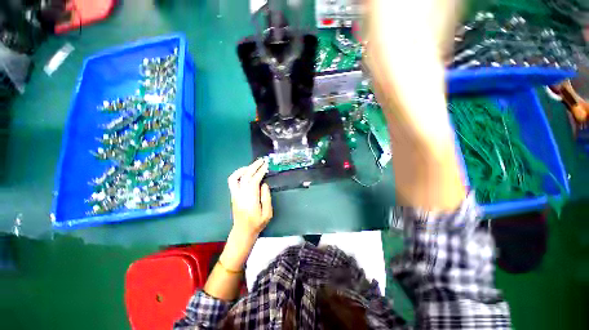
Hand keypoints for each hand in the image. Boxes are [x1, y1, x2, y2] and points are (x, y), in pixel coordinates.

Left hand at [227, 158, 272, 237]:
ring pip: (236, 177)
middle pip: (246, 175)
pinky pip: (233, 181)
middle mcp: (241, 194)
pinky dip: (238, 173)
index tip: (266, 165)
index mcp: (250, 199)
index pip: (254, 180)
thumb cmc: (257, 223)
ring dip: (245, 168)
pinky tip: (245, 172)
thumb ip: (266, 198)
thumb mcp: (267, 213)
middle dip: (254, 166)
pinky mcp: (233, 195)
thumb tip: (264, 184)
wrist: (243, 231)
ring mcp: (235, 194)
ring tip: (254, 165)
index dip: (260, 171)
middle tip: (262, 160)